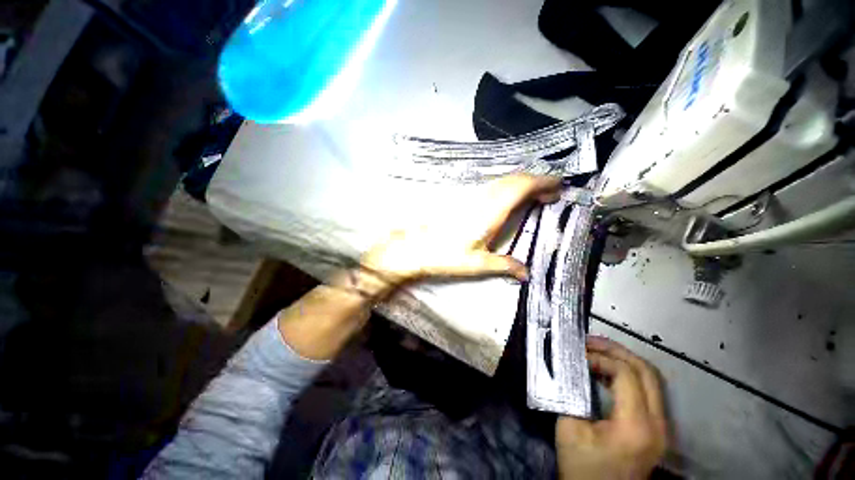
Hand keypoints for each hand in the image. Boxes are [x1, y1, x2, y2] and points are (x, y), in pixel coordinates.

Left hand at [360, 174, 560, 285]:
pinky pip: (492, 187)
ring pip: (503, 181)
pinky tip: (510, 199)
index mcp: (491, 211)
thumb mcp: (477, 263)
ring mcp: (473, 196)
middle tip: (551, 195)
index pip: (521, 187)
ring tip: (535, 197)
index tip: (558, 186)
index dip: (542, 182)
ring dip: (522, 184)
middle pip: (514, 180)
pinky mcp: (465, 198)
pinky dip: (508, 188)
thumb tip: (526, 274)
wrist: (416, 247)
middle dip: (536, 183)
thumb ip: (504, 265)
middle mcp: (483, 198)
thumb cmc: (446, 255)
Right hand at [556, 336, 667, 479]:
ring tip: (595, 350)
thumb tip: (571, 367)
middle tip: (588, 341)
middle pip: (646, 371)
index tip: (577, 355)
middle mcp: (657, 424)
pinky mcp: (656, 429)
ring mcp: (661, 427)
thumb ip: (572, 394)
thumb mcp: (570, 429)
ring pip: (650, 379)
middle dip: (616, 350)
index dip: (600, 358)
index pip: (627, 375)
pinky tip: (604, 371)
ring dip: (622, 359)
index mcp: (636, 426)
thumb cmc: (583, 468)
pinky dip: (626, 374)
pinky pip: (646, 391)